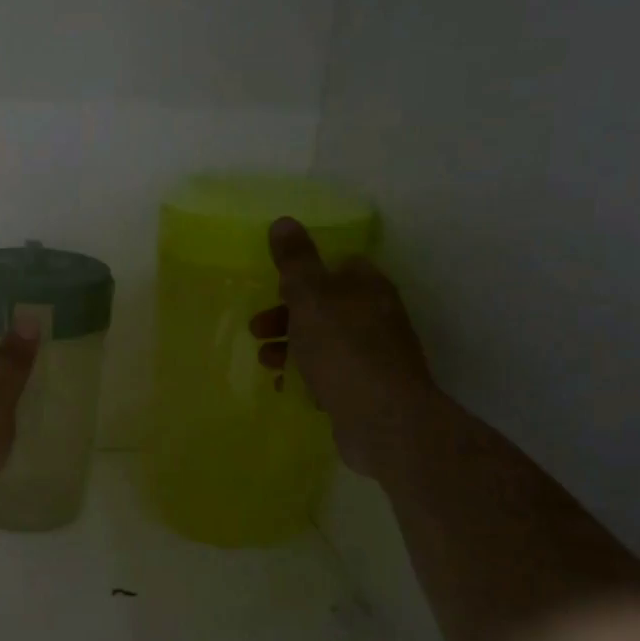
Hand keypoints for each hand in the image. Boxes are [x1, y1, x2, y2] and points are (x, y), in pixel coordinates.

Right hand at [250, 217, 437, 479]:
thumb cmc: (343, 349)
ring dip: (290, 347)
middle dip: (286, 315)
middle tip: (257, 329)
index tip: (275, 286)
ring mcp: (375, 355)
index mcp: (368, 287)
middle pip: (325, 305)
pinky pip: (329, 373)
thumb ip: (295, 261)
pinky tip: (284, 386)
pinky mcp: (367, 389)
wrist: (382, 419)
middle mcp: (376, 316)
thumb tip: (284, 221)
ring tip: (266, 361)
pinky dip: (304, 375)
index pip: (339, 265)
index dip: (305, 273)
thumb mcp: (310, 297)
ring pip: (324, 341)